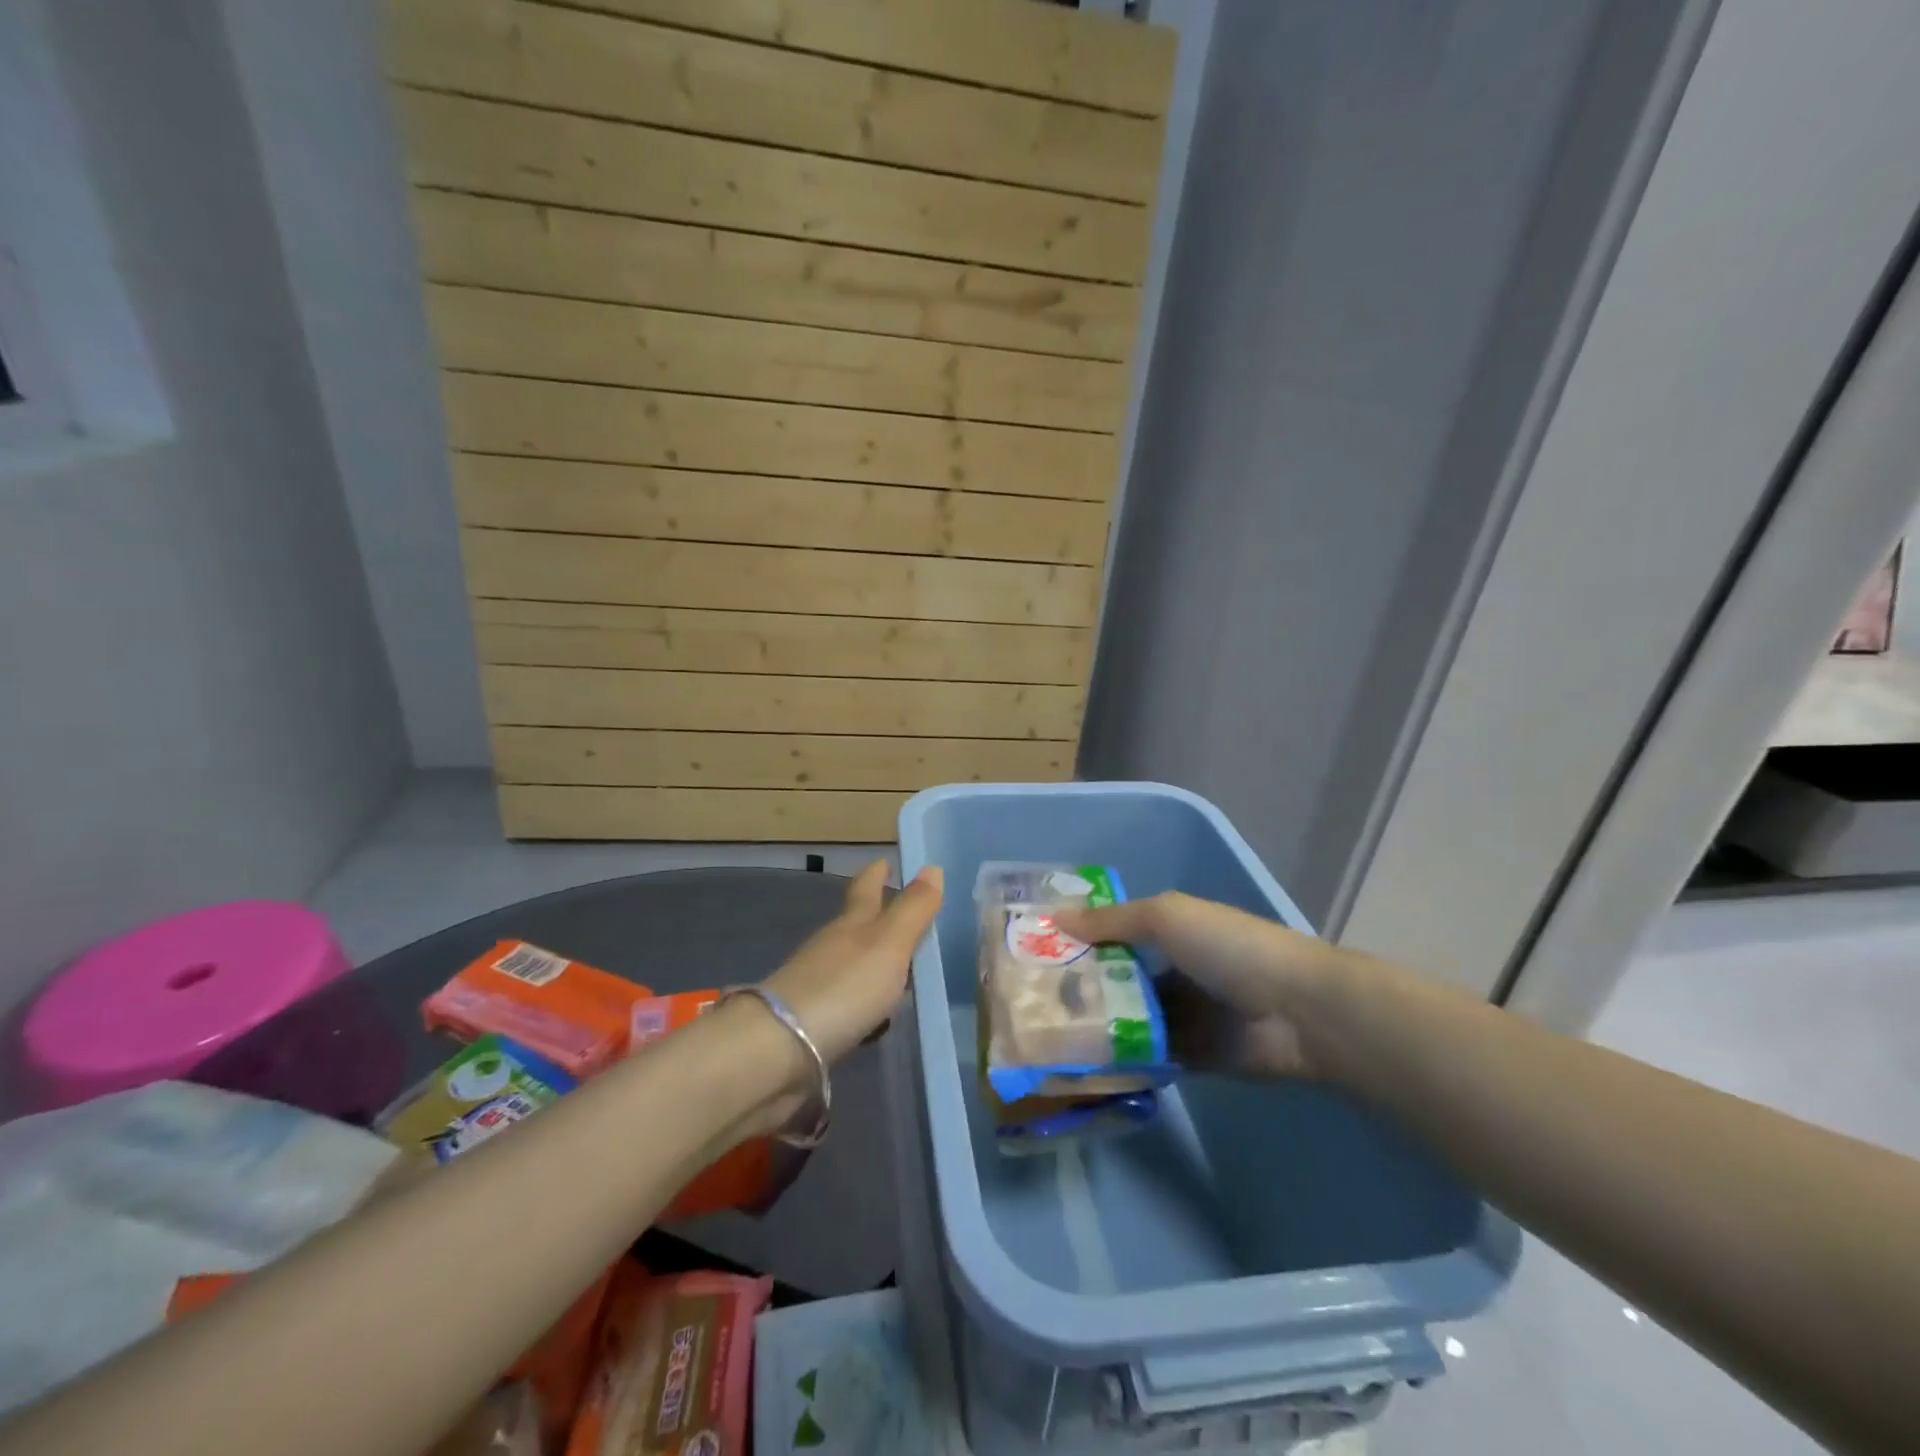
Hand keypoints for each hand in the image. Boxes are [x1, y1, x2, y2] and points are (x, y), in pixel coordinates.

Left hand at [762, 860, 943, 1065]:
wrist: (780, 1047)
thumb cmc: (843, 987)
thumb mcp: (889, 944)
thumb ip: (912, 910)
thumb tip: (932, 867)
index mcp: (851, 924)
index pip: (865, 889)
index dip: (876, 874)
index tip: (883, 861)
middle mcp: (831, 947)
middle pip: (855, 925)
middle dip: (876, 917)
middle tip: (903, 916)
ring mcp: (818, 984)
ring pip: (850, 964)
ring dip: (872, 964)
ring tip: (899, 972)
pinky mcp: (811, 1021)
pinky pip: (846, 1002)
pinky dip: (862, 1002)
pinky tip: (875, 1017)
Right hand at [1051, 892, 1340, 1078]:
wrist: (1297, 1011)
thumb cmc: (1228, 947)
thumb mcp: (1166, 918)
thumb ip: (1111, 921)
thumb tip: (1055, 918)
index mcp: (1172, 931)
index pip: (1116, 934)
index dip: (1081, 941)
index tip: (1037, 953)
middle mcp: (1175, 971)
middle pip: (1119, 980)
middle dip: (1083, 988)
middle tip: (1032, 1002)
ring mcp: (1185, 1016)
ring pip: (1131, 1021)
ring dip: (1099, 1027)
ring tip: (1048, 1036)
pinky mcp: (1194, 1058)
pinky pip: (1150, 1057)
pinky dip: (1124, 1060)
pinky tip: (1084, 1064)